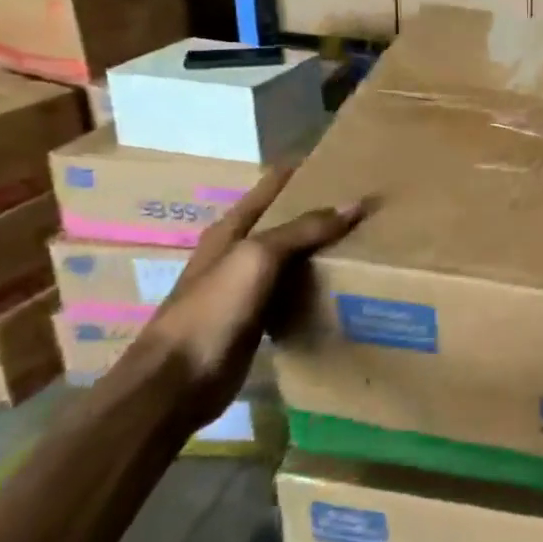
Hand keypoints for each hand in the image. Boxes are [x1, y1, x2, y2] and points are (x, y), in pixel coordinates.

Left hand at [136, 166, 367, 426]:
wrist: (176, 383)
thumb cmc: (212, 309)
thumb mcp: (258, 257)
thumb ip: (304, 230)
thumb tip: (355, 204)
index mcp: (231, 231)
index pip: (270, 187)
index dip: (300, 171)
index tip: (338, 158)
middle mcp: (238, 255)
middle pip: (285, 223)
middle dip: (320, 211)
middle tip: (365, 202)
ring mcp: (246, 290)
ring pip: (293, 260)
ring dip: (321, 251)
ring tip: (365, 240)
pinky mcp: (256, 322)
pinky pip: (294, 295)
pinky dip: (316, 288)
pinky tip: (343, 287)